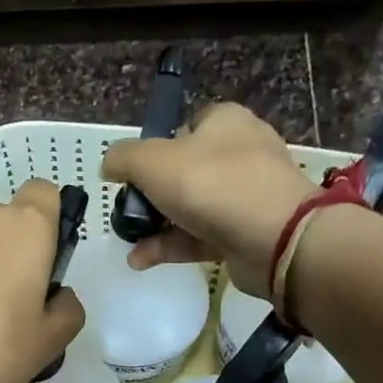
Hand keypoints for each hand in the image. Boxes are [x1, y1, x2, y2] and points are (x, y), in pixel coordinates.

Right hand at [99, 102, 321, 298]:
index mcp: (224, 122)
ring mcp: (247, 194)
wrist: (274, 237)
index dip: (156, 148)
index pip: (185, 126)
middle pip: (185, 170)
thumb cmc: (211, 185)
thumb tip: (108, 165)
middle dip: (152, 194)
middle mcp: (240, 152)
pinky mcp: (247, 231)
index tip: (134, 174)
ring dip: (157, 226)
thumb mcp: (152, 161)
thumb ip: (123, 158)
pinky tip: (141, 260)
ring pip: (191, 206)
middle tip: (129, 211)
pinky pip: (201, 235)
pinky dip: (171, 246)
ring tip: (129, 242)